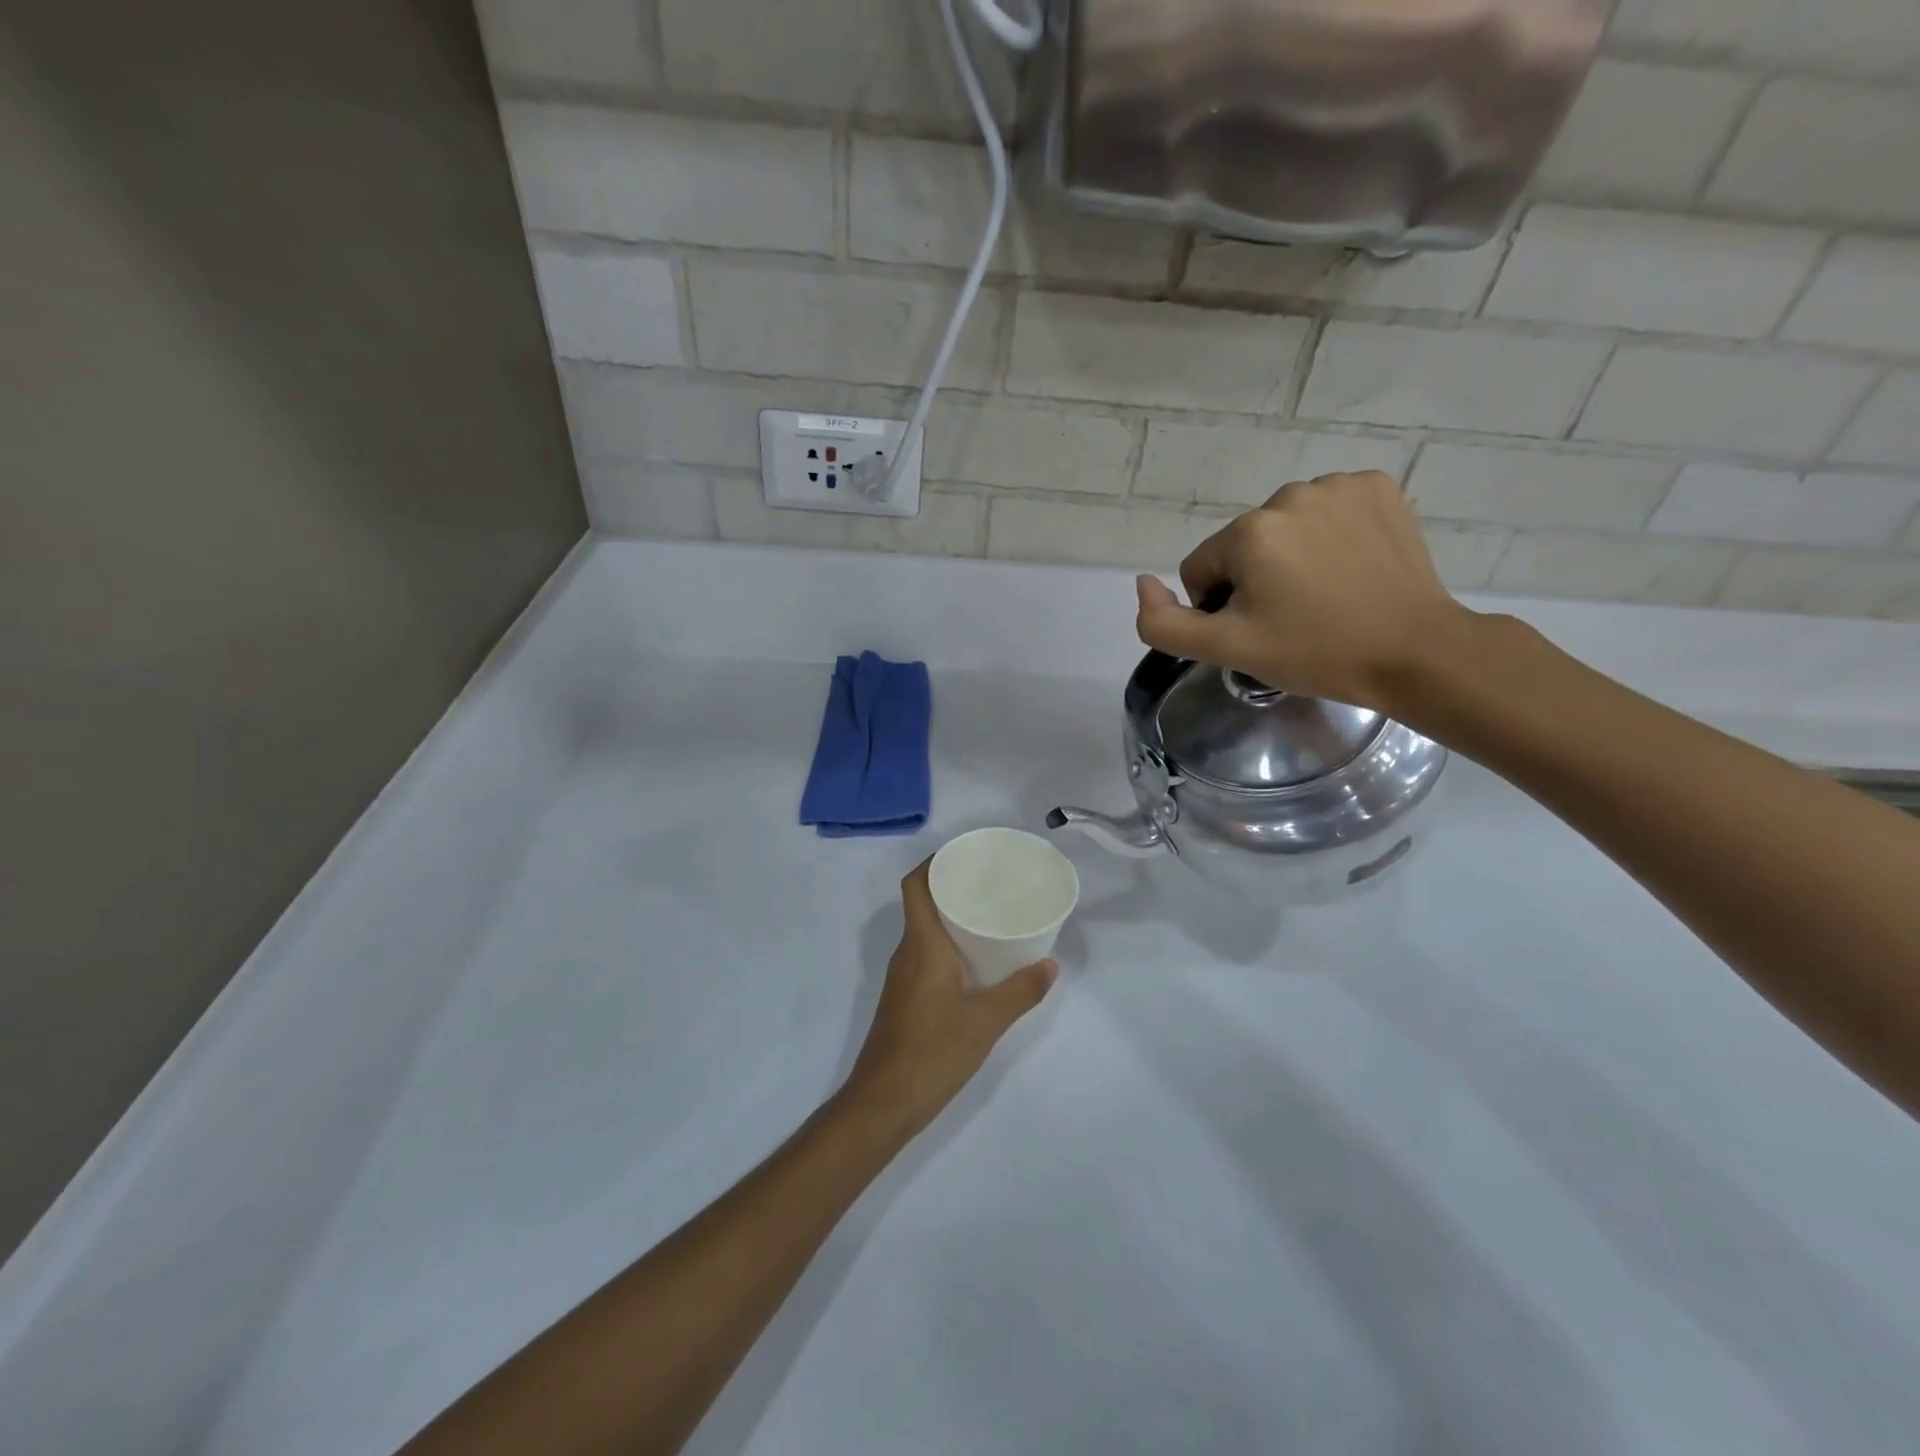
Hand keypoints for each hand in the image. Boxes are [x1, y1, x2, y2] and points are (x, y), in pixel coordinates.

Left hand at [840, 860, 1057, 1138]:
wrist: (884, 1102)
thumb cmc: (933, 1052)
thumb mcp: (986, 1021)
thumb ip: (1020, 992)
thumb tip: (1050, 966)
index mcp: (922, 944)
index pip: (916, 885)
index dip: (934, 862)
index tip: (965, 855)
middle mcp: (907, 952)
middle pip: (922, 903)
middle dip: (952, 886)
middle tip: (991, 883)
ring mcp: (903, 976)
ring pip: (924, 931)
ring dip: (950, 917)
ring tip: (989, 915)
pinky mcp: (905, 998)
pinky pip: (925, 954)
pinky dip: (948, 944)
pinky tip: (975, 961)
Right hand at [1134, 470, 1470, 711]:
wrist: (1416, 652)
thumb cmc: (1316, 652)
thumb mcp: (1228, 649)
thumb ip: (1164, 623)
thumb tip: (1142, 585)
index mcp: (1248, 532)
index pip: (1202, 570)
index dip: (1221, 608)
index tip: (1260, 630)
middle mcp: (1289, 495)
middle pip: (1243, 545)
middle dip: (1256, 579)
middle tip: (1294, 617)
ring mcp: (1339, 486)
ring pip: (1284, 527)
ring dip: (1292, 556)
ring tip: (1326, 594)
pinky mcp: (1378, 488)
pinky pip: (1328, 510)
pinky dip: (1331, 535)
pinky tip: (1352, 566)